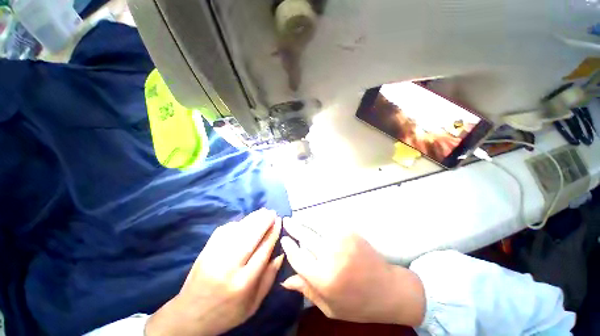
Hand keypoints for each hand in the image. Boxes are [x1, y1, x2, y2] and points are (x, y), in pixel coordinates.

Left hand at [146, 209, 284, 335]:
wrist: (189, 316)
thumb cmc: (227, 313)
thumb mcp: (254, 304)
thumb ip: (270, 278)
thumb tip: (281, 253)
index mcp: (244, 283)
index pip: (264, 249)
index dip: (273, 232)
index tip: (280, 221)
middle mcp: (229, 267)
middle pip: (250, 236)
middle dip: (264, 220)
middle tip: (273, 212)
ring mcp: (214, 256)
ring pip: (238, 230)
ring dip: (252, 218)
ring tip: (263, 212)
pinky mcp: (205, 250)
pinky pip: (224, 230)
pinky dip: (237, 223)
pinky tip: (244, 222)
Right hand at [280, 219, 425, 325]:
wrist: (389, 289)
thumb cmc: (358, 304)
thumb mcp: (329, 307)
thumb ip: (306, 290)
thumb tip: (285, 279)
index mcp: (323, 278)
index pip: (297, 257)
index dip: (288, 247)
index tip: (284, 239)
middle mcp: (330, 255)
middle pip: (304, 236)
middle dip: (293, 227)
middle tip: (286, 221)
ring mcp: (341, 240)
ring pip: (316, 224)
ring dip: (305, 220)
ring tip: (297, 218)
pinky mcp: (350, 232)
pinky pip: (329, 222)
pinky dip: (319, 219)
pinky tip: (314, 219)